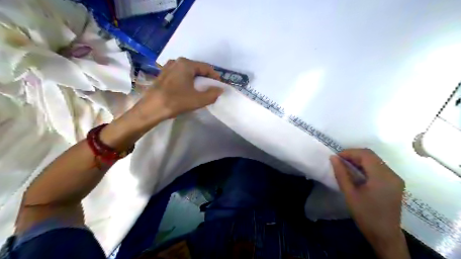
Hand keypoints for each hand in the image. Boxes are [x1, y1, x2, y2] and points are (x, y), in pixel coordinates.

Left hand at [129, 58, 224, 128]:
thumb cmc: (176, 101)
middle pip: (197, 69)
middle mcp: (176, 61)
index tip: (219, 86)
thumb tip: (220, 89)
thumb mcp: (198, 100)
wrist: (151, 109)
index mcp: (186, 64)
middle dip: (205, 78)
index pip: (206, 67)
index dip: (215, 77)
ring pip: (187, 72)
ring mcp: (167, 67)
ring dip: (195, 80)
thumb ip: (212, 94)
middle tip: (210, 89)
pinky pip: (179, 75)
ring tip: (199, 90)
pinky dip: (186, 81)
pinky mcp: (162, 75)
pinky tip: (187, 90)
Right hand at [332, 149, 406, 257]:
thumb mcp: (350, 193)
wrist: (385, 235)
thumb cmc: (365, 215)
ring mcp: (395, 179)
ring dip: (359, 160)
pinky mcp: (394, 183)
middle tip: (339, 161)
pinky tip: (356, 173)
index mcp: (382, 177)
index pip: (366, 154)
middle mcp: (392, 174)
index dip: (350, 152)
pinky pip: (379, 168)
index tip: (336, 157)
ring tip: (345, 166)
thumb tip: (333, 157)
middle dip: (354, 155)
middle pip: (371, 156)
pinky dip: (366, 166)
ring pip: (375, 160)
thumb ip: (341, 173)